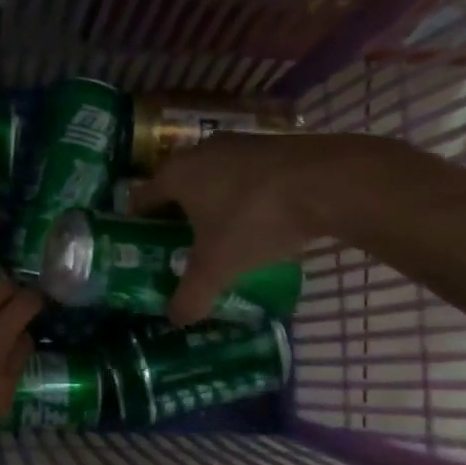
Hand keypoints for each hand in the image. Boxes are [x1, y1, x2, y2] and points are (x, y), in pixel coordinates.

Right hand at [129, 132, 401, 324]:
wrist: (329, 182)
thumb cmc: (256, 219)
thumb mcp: (219, 266)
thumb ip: (192, 295)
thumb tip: (174, 320)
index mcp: (176, 174)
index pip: (140, 197)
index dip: (135, 222)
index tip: (138, 245)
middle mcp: (200, 151)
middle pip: (175, 185)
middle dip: (174, 214)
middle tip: (177, 246)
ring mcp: (239, 144)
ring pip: (211, 177)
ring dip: (210, 202)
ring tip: (217, 235)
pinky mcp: (272, 145)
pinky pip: (243, 174)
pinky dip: (241, 195)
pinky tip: (256, 219)